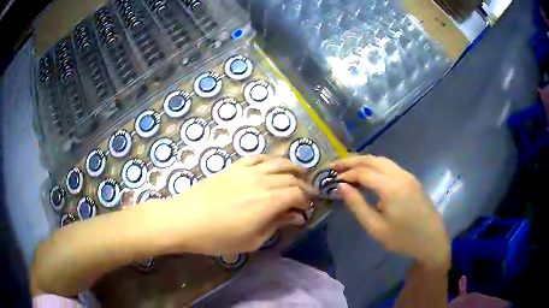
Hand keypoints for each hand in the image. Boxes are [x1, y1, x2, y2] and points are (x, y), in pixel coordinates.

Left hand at [167, 155, 315, 254]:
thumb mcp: (252, 240)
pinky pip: (256, 157)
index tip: (308, 208)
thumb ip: (276, 225)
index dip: (306, 200)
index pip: (297, 194)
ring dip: (292, 167)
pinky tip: (272, 165)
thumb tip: (296, 217)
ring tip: (300, 173)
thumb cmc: (218, 237)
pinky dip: (269, 160)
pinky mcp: (233, 167)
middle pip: (290, 177)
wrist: (185, 220)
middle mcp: (261, 181)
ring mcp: (246, 171)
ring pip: (277, 162)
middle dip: (303, 185)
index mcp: (268, 201)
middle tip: (308, 194)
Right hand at [331, 155, 449, 269]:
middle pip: (372, 159)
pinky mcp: (412, 179)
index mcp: (390, 187)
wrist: (431, 240)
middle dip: (352, 160)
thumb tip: (341, 187)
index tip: (332, 179)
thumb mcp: (376, 227)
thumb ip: (357, 205)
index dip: (346, 174)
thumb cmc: (402, 238)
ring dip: (364, 161)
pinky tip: (369, 175)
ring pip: (382, 160)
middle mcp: (399, 175)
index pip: (363, 172)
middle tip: (335, 166)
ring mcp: (407, 175)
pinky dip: (375, 166)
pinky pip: (390, 166)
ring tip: (348, 168)